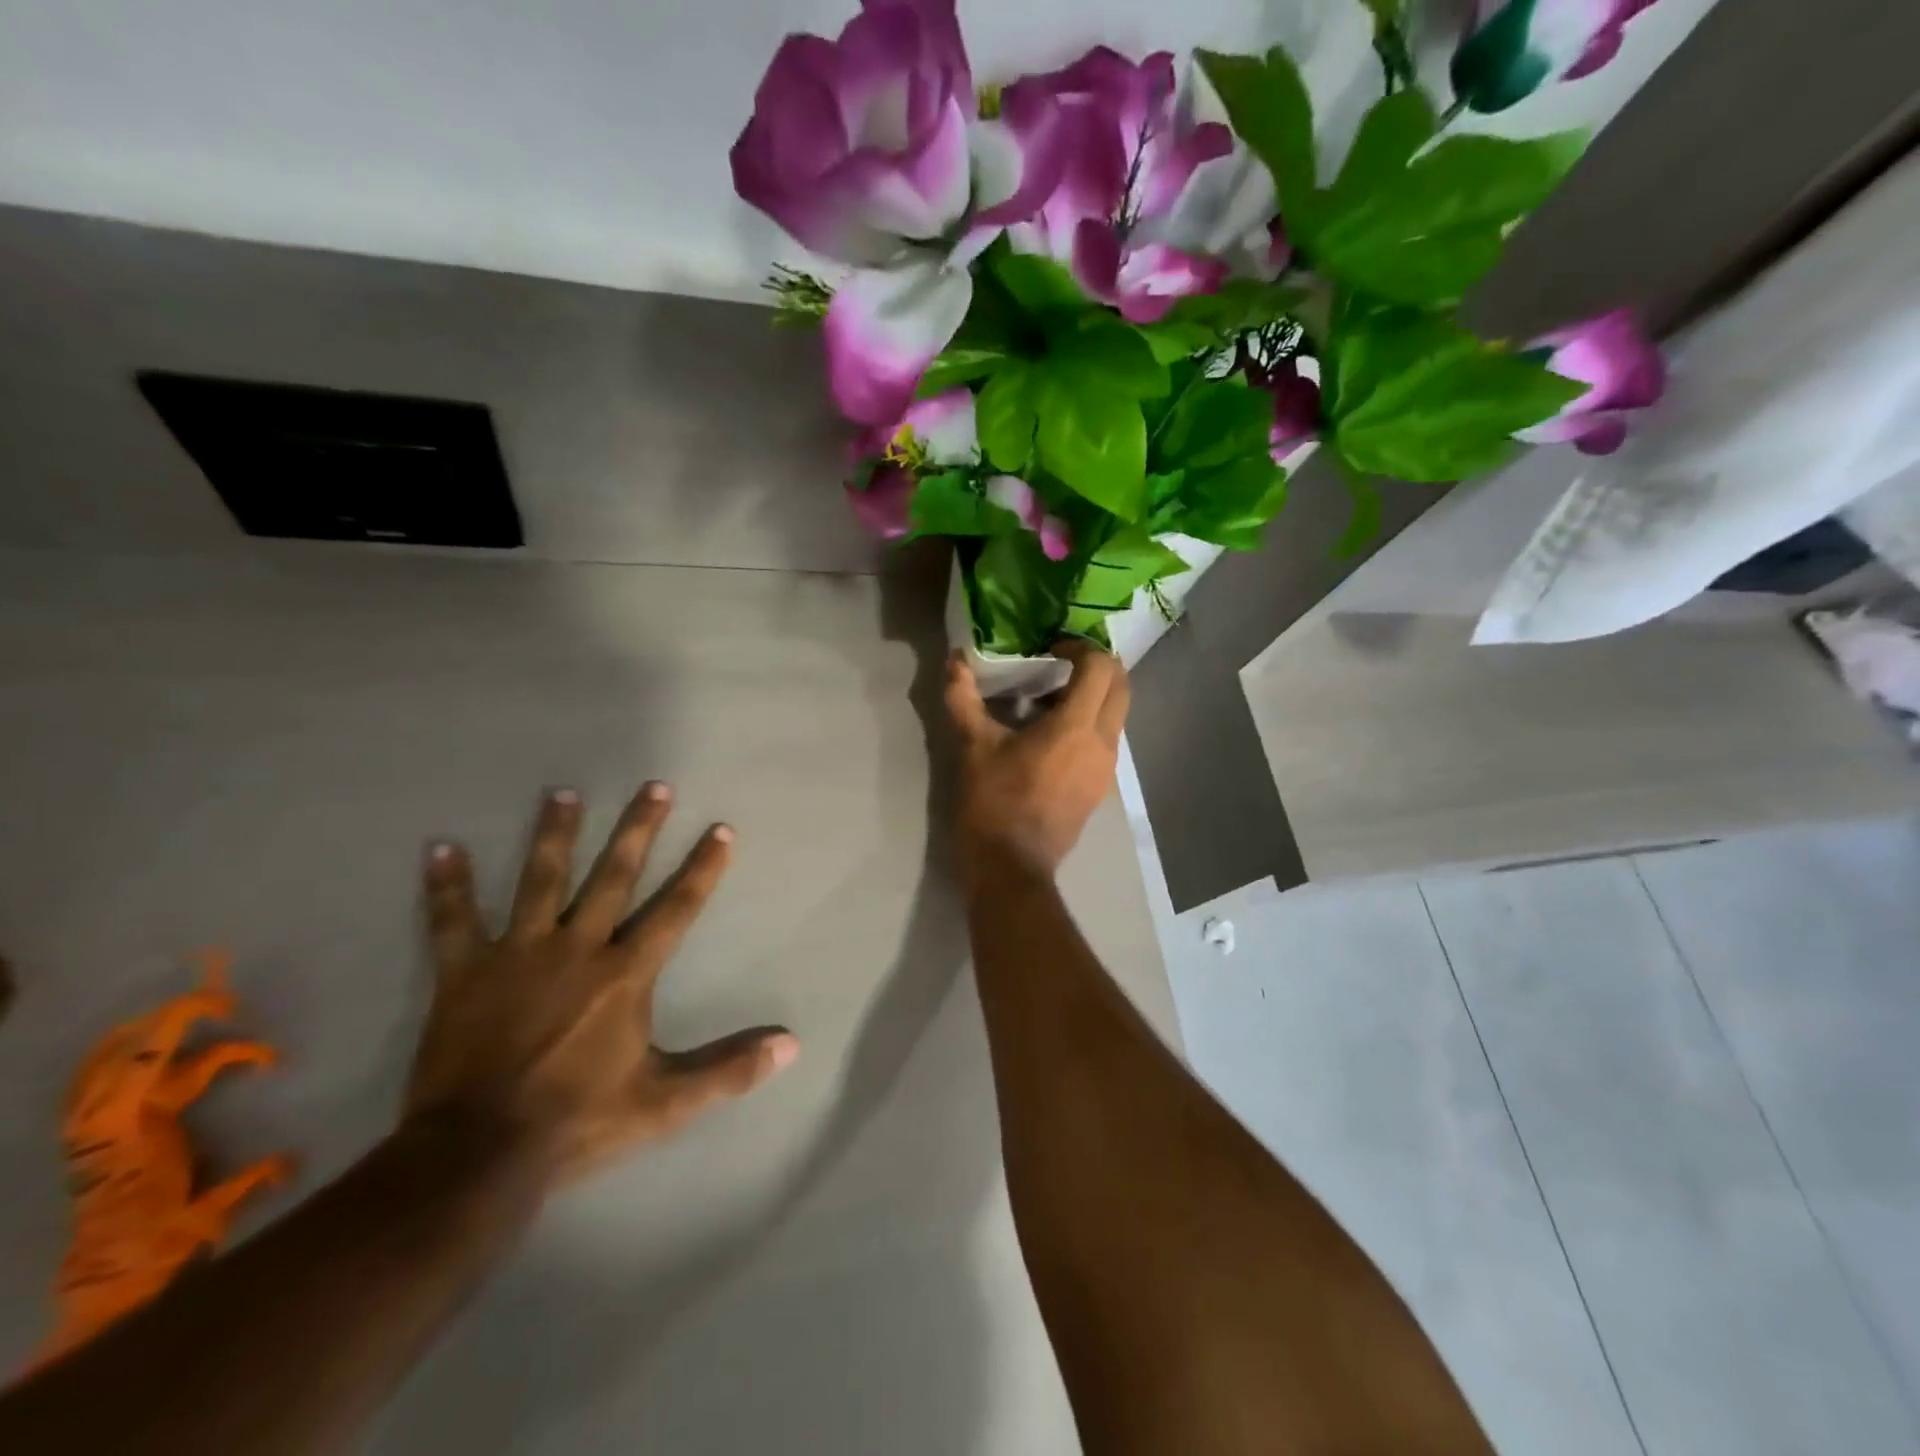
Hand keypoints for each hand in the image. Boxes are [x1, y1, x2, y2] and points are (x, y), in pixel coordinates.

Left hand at [404, 784, 797, 1184]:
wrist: (476, 1156)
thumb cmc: (578, 1123)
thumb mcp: (665, 1103)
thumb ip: (729, 1070)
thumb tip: (791, 1045)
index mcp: (625, 973)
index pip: (676, 908)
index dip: (702, 868)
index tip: (721, 829)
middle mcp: (577, 948)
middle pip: (613, 876)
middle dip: (637, 830)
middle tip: (653, 786)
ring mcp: (517, 955)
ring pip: (539, 881)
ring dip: (553, 836)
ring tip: (562, 794)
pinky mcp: (464, 974)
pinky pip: (452, 922)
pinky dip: (446, 886)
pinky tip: (441, 848)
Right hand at [945, 643, 1129, 881]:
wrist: (1012, 866)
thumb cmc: (994, 802)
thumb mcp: (974, 747)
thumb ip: (963, 697)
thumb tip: (955, 658)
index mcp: (1076, 726)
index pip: (1100, 667)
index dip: (1079, 647)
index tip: (1051, 649)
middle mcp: (1103, 742)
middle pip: (1121, 686)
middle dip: (1097, 666)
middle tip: (1061, 663)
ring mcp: (1106, 767)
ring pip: (1118, 714)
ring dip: (1095, 696)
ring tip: (1053, 699)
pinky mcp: (1101, 787)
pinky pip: (1108, 740)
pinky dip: (1091, 723)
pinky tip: (1054, 735)